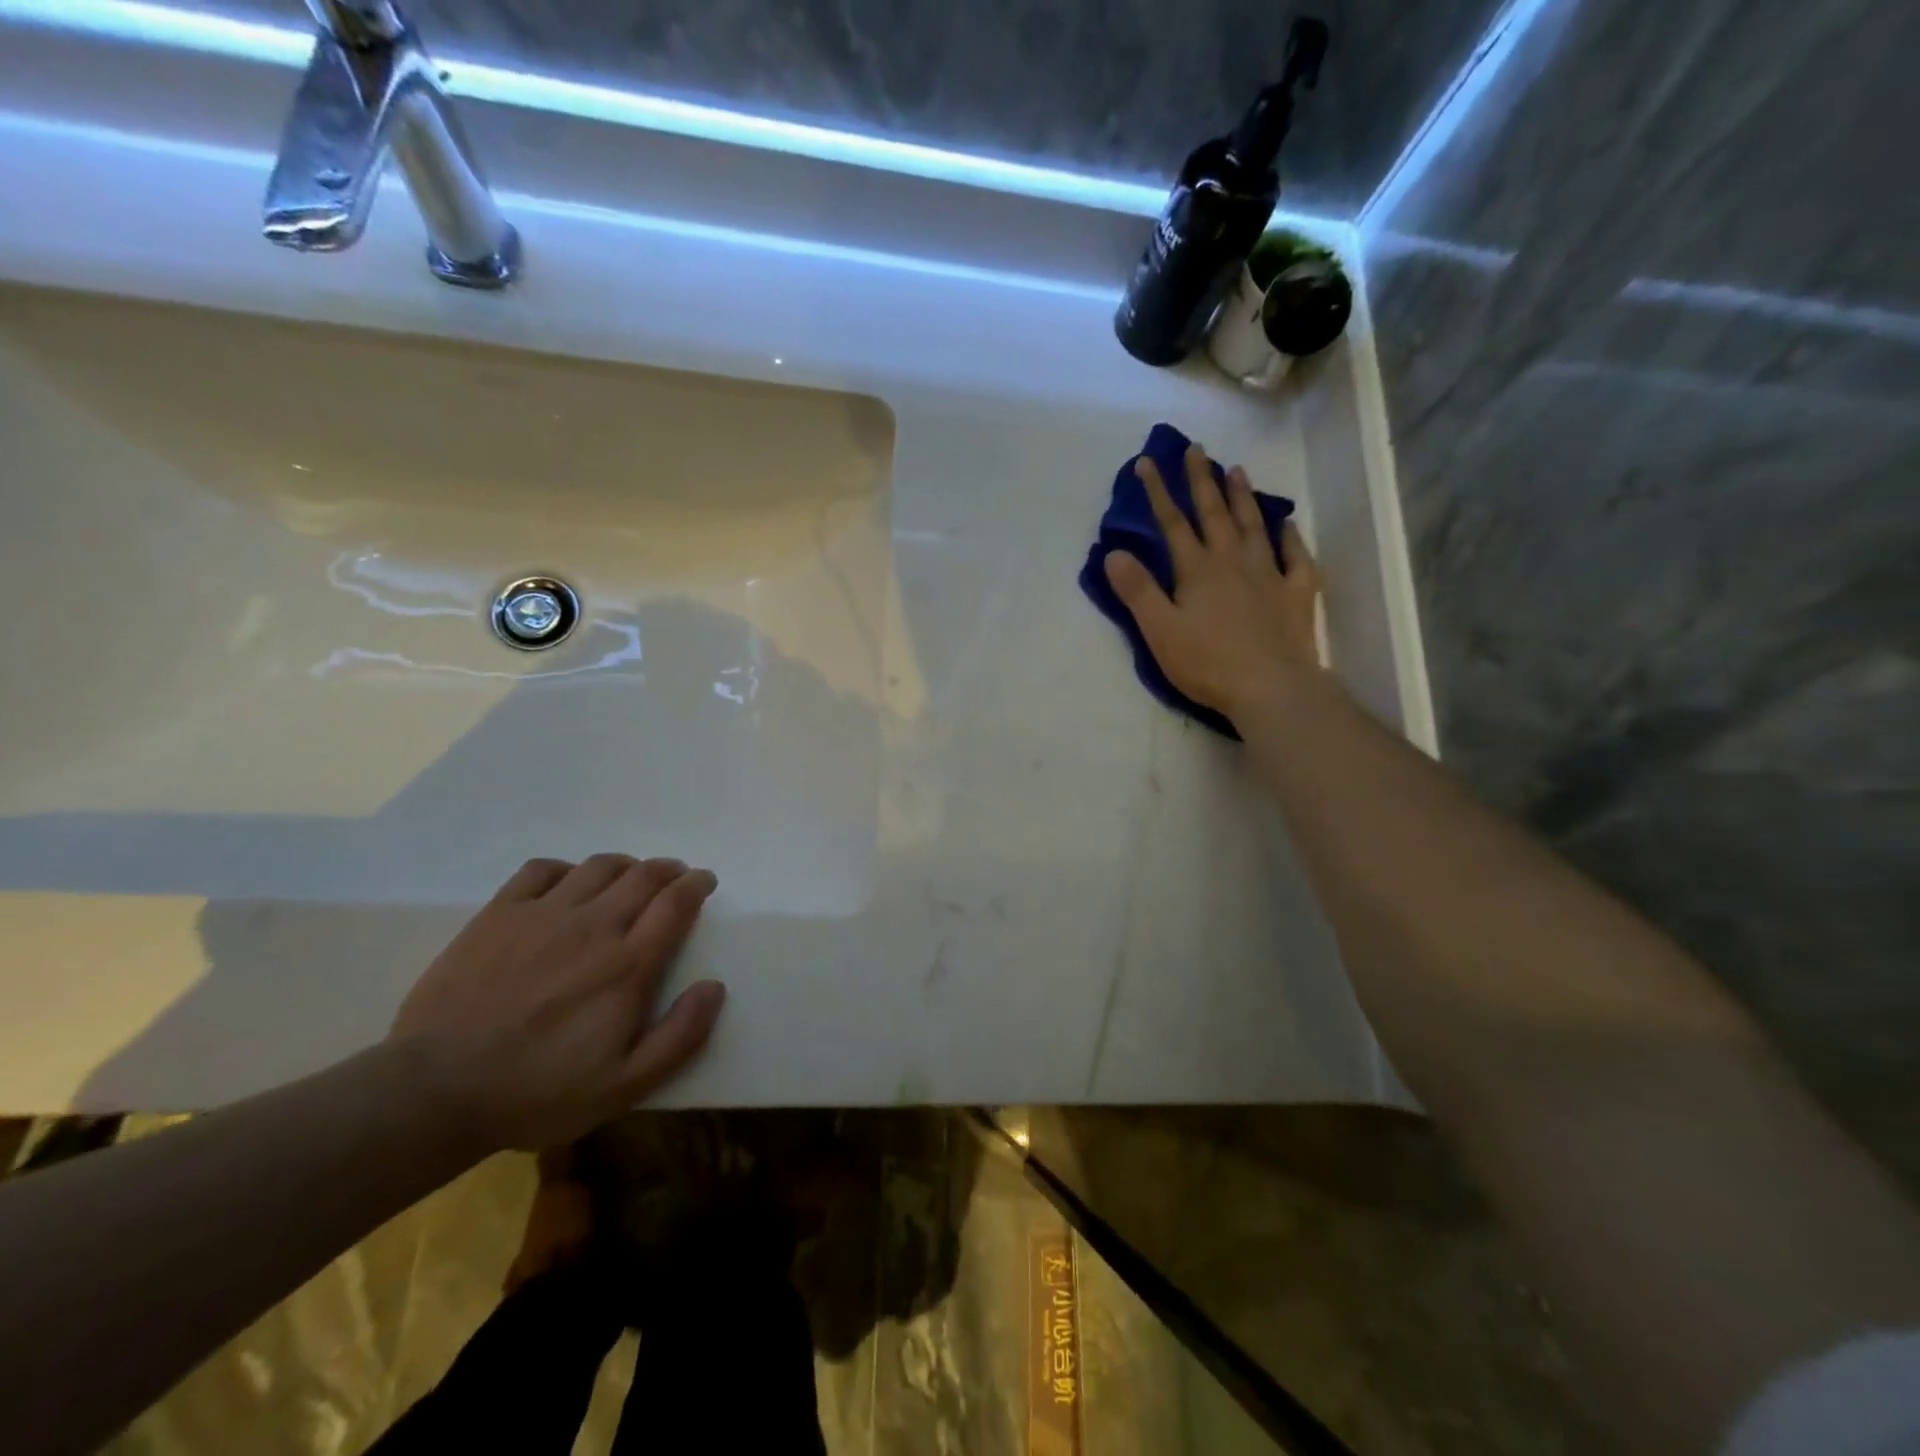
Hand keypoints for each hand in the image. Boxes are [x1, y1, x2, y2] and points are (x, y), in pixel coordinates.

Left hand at [390, 855, 726, 1152]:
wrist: (434, 1091)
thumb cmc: (538, 1093)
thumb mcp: (625, 1085)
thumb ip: (680, 1035)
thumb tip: (715, 986)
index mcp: (628, 964)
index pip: (675, 903)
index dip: (696, 885)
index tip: (704, 881)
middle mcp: (593, 926)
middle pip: (643, 876)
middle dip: (668, 870)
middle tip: (675, 876)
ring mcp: (543, 915)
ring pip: (598, 867)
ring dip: (625, 865)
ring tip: (629, 875)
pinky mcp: (498, 914)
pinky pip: (541, 870)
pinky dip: (566, 868)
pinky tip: (568, 882)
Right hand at [1103, 442, 1323, 720]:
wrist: (1271, 688)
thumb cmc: (1208, 663)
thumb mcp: (1159, 630)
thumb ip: (1137, 590)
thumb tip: (1114, 553)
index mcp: (1197, 570)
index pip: (1173, 523)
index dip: (1158, 492)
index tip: (1147, 461)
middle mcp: (1233, 562)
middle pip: (1214, 513)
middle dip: (1201, 480)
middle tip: (1197, 449)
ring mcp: (1269, 575)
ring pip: (1253, 526)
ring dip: (1242, 497)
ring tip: (1237, 470)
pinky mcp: (1296, 594)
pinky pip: (1295, 557)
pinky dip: (1290, 538)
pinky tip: (1286, 525)